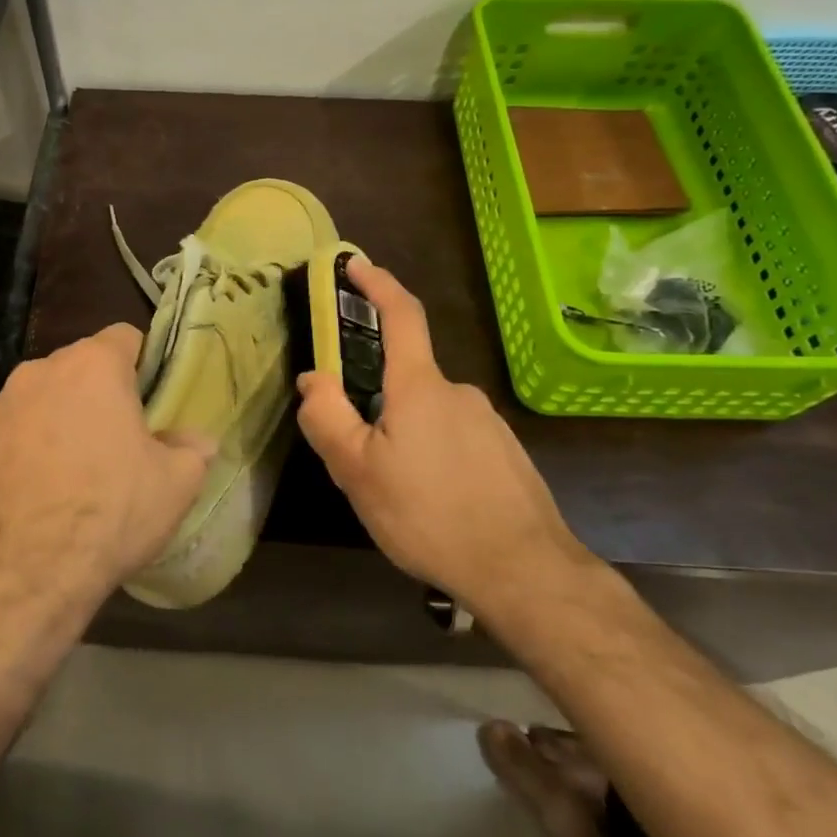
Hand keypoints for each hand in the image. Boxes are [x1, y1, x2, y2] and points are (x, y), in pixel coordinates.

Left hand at [0, 324, 211, 627]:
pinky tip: (32, 488)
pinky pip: (8, 428)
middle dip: (98, 393)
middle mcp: (40, 370)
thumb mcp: (176, 484)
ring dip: (57, 416)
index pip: (125, 336)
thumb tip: (198, 440)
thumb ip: (192, 449)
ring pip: (41, 396)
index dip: (142, 364)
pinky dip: (22, 444)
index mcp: (93, 365)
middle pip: (79, 367)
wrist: (22, 574)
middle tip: (116, 440)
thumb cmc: (110, 513)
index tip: (150, 401)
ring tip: (69, 469)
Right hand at [295, 257, 599, 613]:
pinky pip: (456, 441)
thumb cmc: (429, 515)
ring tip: (398, 496)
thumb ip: (327, 418)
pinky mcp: (506, 453)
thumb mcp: (358, 473)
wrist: (524, 572)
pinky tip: (434, 505)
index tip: (355, 264)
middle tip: (362, 460)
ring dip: (406, 440)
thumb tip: (313, 378)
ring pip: (430, 416)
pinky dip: (435, 459)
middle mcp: (459, 393)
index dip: (377, 284)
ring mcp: (489, 423)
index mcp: (420, 388)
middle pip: (406, 380)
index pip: (400, 315)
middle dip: (378, 406)